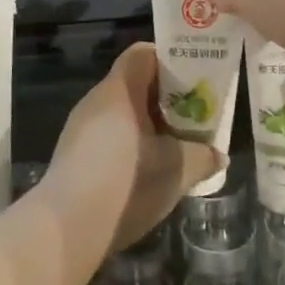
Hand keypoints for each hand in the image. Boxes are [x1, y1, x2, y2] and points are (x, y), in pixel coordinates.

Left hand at [43, 43, 221, 254]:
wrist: (65, 231)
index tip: (195, 79)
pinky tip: (147, 174)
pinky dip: (131, 147)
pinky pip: (109, 138)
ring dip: (149, 126)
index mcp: (119, 89)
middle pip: (135, 85)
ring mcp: (80, 129)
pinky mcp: (73, 157)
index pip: (143, 54)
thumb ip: (202, 156)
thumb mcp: (176, 169)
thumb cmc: (126, 183)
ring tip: (176, 148)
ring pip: (122, 114)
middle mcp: (96, 101)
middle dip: (166, 99)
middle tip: (194, 117)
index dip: (170, 60)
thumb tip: (218, 155)